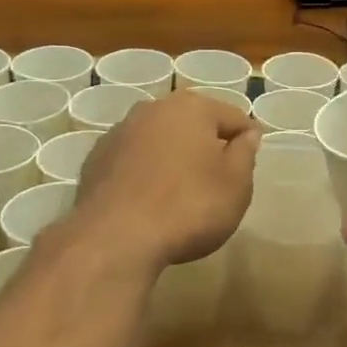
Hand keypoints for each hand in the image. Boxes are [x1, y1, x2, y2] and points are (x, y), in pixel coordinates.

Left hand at [69, 91, 260, 272]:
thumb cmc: (189, 207)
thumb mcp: (236, 185)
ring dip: (173, 157)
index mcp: (192, 108)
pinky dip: (145, 173)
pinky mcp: (95, 160)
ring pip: (159, 140)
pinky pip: (133, 161)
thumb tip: (247, 134)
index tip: (251, 163)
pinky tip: (150, 200)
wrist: (116, 238)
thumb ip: (245, 154)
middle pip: (192, 123)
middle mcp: (152, 109)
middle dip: (207, 145)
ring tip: (182, 191)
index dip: (248, 139)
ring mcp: (118, 133)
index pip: (233, 117)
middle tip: (218, 178)